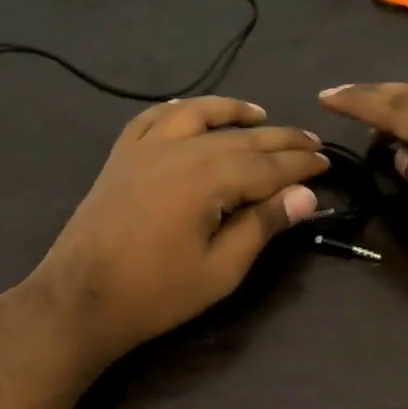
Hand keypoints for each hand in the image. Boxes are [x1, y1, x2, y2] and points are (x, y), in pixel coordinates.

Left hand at [26, 97, 327, 364]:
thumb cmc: (156, 293)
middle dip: (280, 139)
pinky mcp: (120, 156)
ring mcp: (145, 148)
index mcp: (208, 179)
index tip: (326, 164)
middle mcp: (179, 150)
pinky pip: (152, 118)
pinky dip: (177, 110)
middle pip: (240, 137)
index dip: (300, 165)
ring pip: (196, 115)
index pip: (267, 165)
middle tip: (310, 142)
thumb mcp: (220, 269)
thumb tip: (306, 195)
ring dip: (231, 111)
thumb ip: (262, 225)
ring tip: (260, 114)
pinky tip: (189, 111)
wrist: (81, 298)